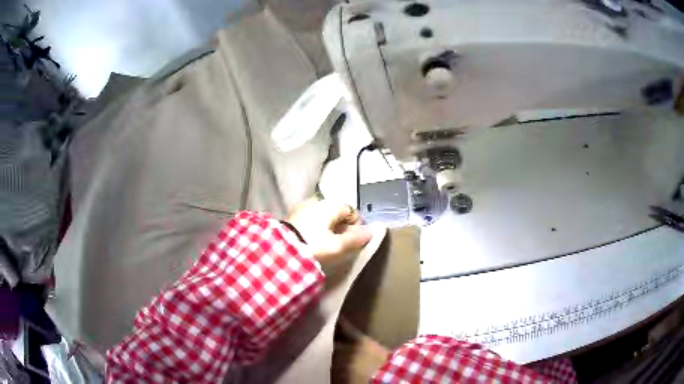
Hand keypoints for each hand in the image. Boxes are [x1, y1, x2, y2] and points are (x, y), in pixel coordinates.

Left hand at [287, 199, 371, 266]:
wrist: (280, 250)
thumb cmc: (313, 246)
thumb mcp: (338, 246)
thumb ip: (356, 239)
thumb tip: (371, 232)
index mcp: (330, 205)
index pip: (352, 211)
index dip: (357, 226)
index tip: (354, 241)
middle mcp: (317, 201)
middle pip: (338, 214)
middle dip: (342, 228)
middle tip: (341, 245)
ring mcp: (303, 207)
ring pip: (324, 217)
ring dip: (329, 229)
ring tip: (326, 246)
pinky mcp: (293, 216)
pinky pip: (312, 220)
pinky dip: (316, 229)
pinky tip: (313, 242)